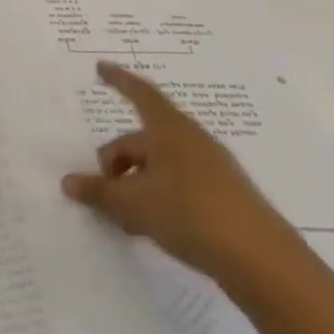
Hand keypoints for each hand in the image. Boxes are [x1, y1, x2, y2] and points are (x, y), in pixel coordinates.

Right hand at [60, 61, 302, 290]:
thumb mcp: (133, 203)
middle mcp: (192, 142)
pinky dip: (157, 197)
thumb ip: (98, 191)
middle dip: (117, 161)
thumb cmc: (191, 215)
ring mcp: (212, 170)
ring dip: (135, 184)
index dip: (118, 80)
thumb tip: (68, 182)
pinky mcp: (225, 198)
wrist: (266, 265)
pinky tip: (149, 226)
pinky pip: (178, 184)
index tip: (100, 68)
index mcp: (170, 130)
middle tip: (100, 188)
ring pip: (159, 165)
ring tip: (123, 216)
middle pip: (142, 139)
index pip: (139, 94)